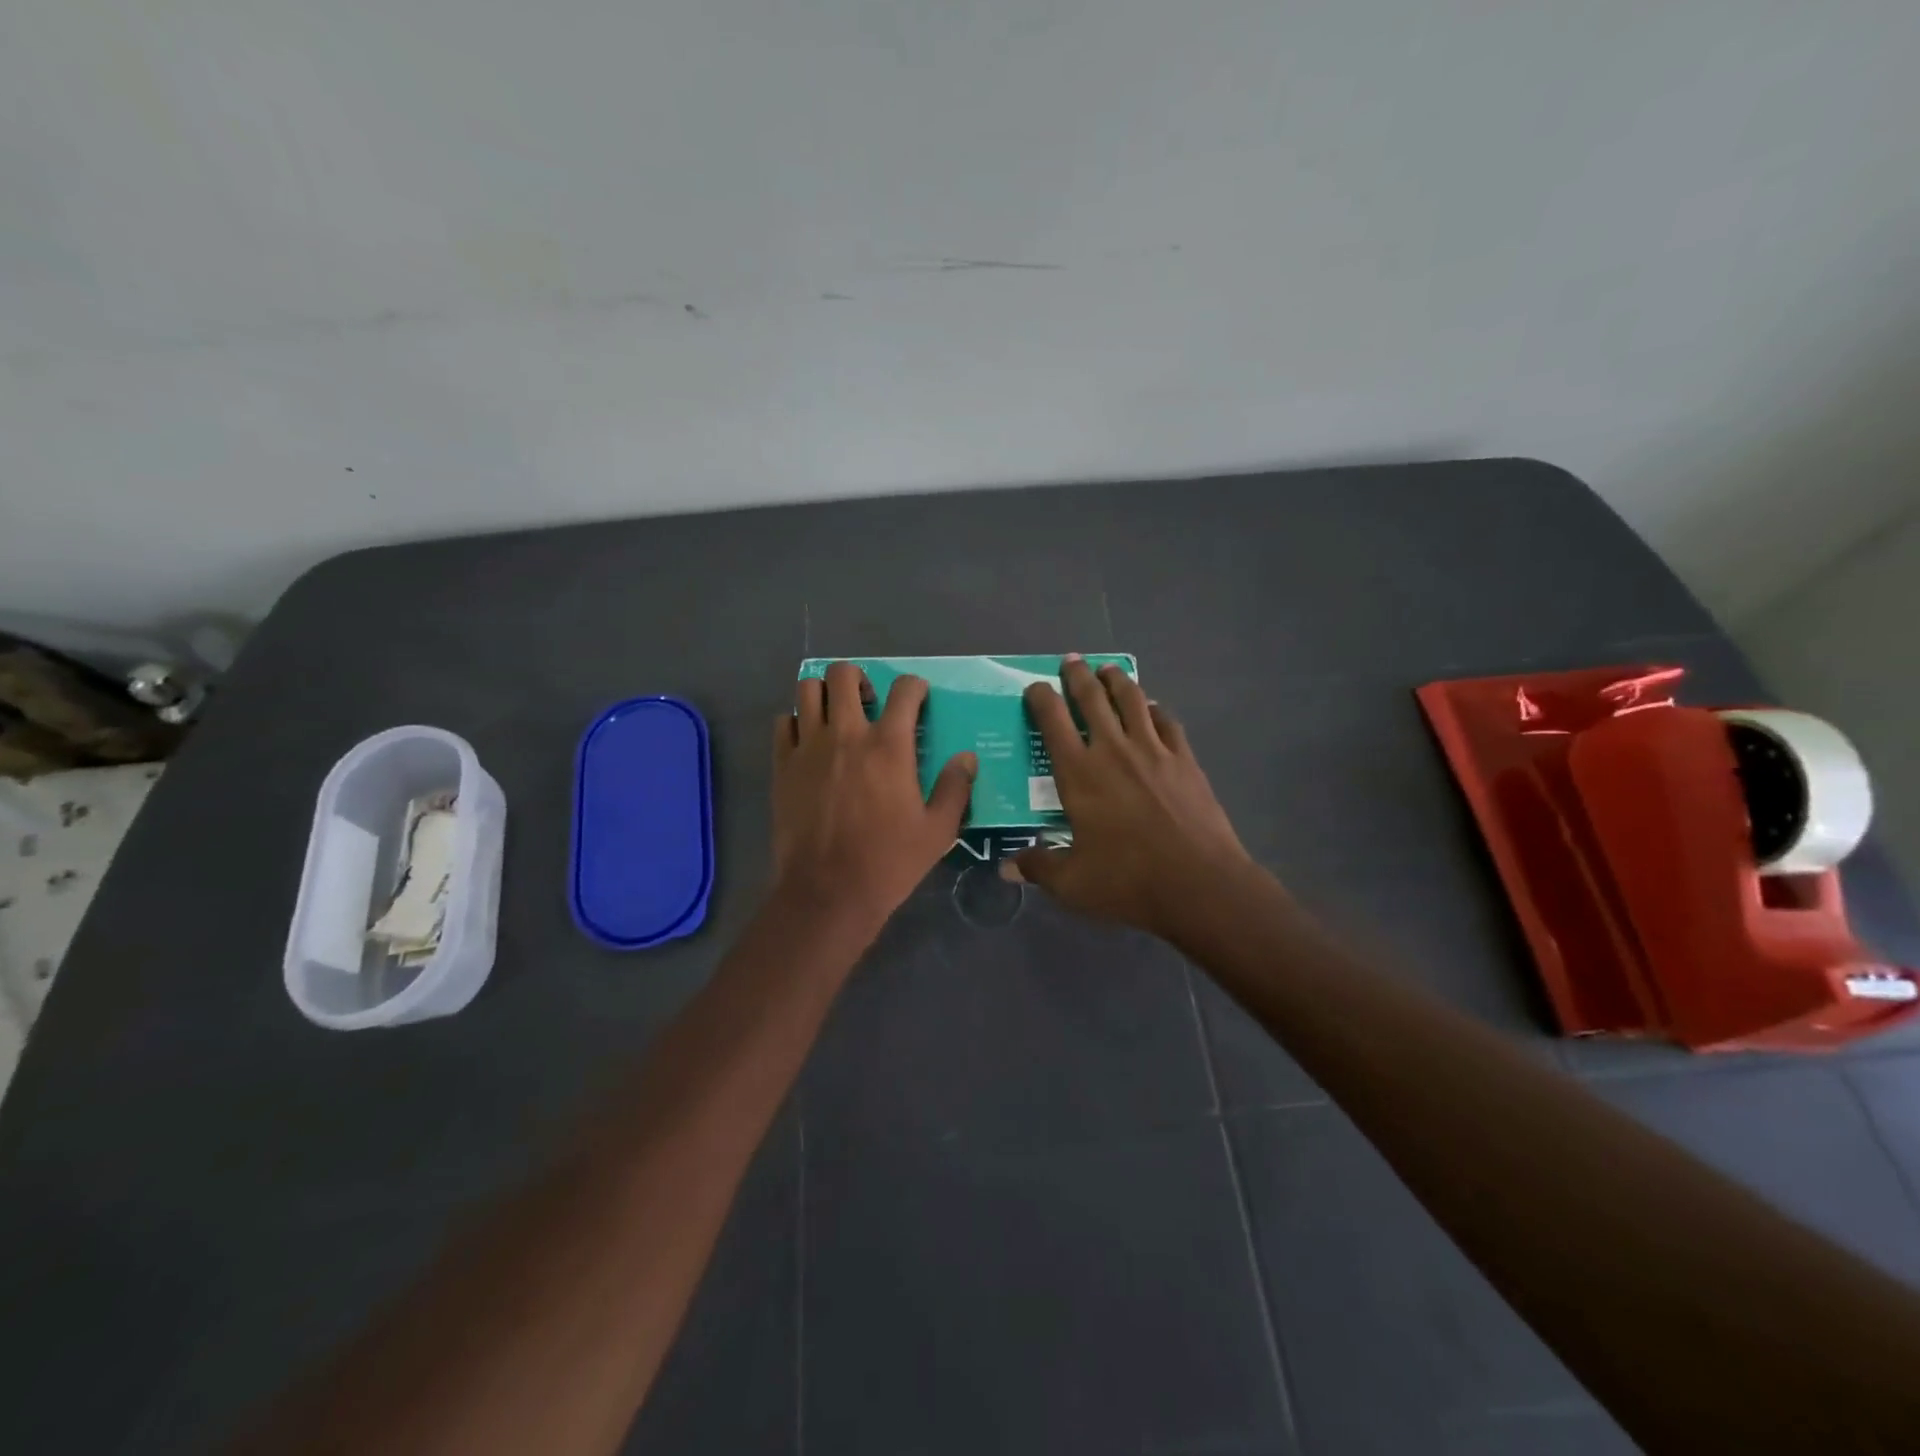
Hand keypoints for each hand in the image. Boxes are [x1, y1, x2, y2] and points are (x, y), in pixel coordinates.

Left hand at [772, 662, 976, 933]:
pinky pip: (783, 722)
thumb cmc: (888, 862)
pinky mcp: (782, 765)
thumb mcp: (937, 831)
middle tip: (869, 704)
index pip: (904, 689)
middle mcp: (847, 734)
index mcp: (889, 745)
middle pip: (844, 674)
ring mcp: (809, 747)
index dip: (915, 687)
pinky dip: (796, 722)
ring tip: (836, 716)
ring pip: (807, 689)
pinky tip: (809, 742)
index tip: (918, 699)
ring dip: (824, 693)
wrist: (827, 892)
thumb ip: (955, 788)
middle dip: (860, 679)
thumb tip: (967, 758)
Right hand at [1005, 656, 1253, 939]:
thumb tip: (1008, 866)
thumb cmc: (1128, 880)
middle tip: (1071, 661)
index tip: (1034, 687)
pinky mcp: (1184, 760)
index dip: (1040, 698)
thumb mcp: (1072, 883)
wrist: (1199, 883)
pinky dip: (1154, 709)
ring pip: (1131, 700)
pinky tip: (1152, 708)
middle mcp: (1113, 750)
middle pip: (1092, 699)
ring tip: (1108, 669)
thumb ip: (1038, 867)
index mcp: (1078, 774)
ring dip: (1116, 680)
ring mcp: (1153, 751)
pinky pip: (1166, 721)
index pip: (1052, 722)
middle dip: (1078, 675)